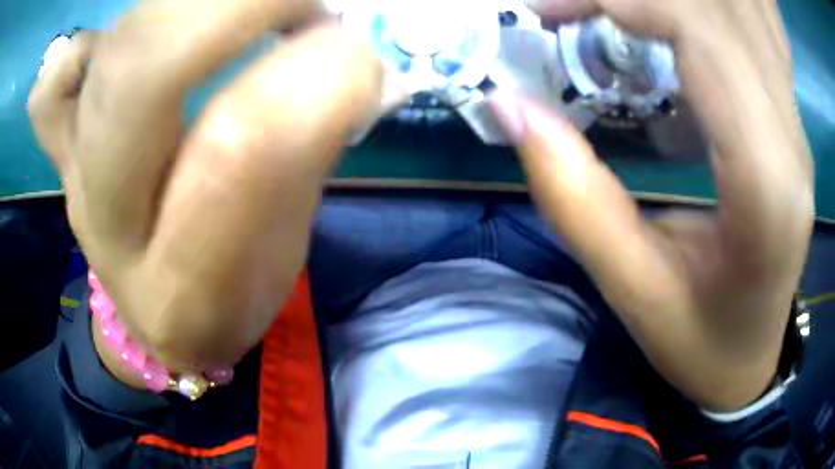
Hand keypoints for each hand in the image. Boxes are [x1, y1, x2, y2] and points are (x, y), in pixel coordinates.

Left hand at [28, 0, 389, 375]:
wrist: (156, 318)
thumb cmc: (225, 301)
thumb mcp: (280, 255)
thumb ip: (308, 155)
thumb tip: (354, 65)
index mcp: (180, 281)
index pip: (234, 152)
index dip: (308, 80)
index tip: (360, 62)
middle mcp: (108, 218)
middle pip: (143, 73)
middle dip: (243, 7)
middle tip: (307, 11)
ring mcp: (73, 171)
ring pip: (109, 52)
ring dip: (194, 5)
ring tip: (251, 11)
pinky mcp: (61, 147)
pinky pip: (52, 85)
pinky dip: (84, 47)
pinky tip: (127, 46)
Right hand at [491, 0, 813, 410]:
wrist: (751, 357)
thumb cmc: (699, 342)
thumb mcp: (633, 289)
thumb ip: (573, 195)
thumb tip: (509, 104)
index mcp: (767, 188)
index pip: (706, 38)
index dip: (629, 2)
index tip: (555, 11)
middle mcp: (792, 140)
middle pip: (721, 13)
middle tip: (566, 8)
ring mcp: (794, 125)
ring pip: (737, 14)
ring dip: (668, 1)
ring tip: (605, 13)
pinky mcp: (787, 118)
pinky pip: (744, 33)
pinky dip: (695, 14)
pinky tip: (659, 26)